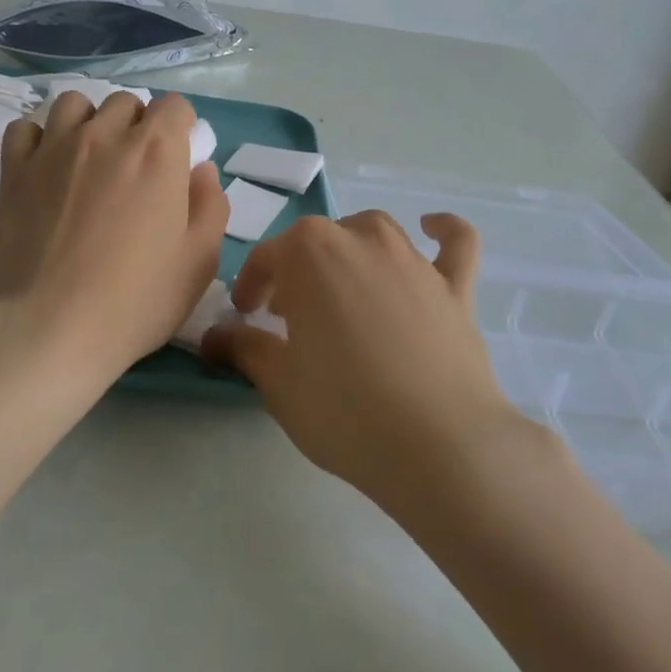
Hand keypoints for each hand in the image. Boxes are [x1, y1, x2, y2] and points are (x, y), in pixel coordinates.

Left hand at [0, 90, 227, 384]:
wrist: (52, 329)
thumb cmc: (138, 299)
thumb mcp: (200, 260)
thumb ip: (211, 204)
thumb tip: (200, 170)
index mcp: (157, 151)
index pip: (175, 106)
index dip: (181, 128)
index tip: (178, 159)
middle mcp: (106, 135)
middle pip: (126, 103)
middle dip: (137, 125)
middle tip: (136, 169)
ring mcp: (55, 148)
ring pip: (74, 104)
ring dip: (89, 122)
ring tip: (90, 159)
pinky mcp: (15, 170)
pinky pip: (25, 128)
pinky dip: (39, 139)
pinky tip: (47, 167)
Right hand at [202, 211, 527, 507]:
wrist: (437, 444)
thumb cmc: (344, 409)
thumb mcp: (278, 382)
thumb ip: (244, 348)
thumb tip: (214, 336)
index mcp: (310, 252)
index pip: (267, 257)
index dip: (250, 285)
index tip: (244, 315)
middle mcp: (361, 239)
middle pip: (318, 242)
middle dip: (297, 272)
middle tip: (289, 316)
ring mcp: (412, 259)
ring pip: (374, 234)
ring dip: (350, 252)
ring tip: (342, 290)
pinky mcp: (454, 286)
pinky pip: (455, 243)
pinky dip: (444, 231)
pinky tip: (432, 227)